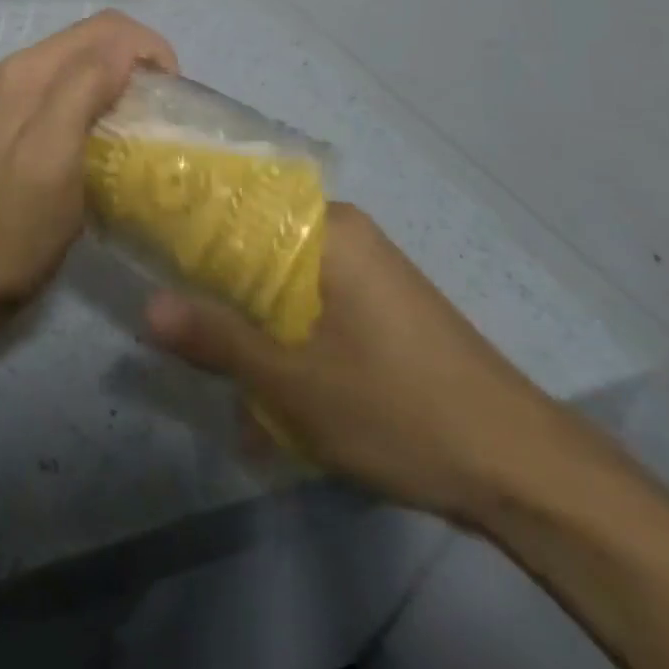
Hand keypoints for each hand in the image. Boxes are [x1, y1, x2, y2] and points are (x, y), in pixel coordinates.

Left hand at [0, 10, 177, 340]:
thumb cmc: (12, 227)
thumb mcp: (53, 156)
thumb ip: (83, 88)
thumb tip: (126, 48)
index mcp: (28, 71)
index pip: (106, 29)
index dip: (149, 50)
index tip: (173, 96)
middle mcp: (17, 73)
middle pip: (93, 42)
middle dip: (137, 63)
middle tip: (162, 112)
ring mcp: (10, 101)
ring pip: (81, 67)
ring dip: (119, 83)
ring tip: (141, 127)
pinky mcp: (11, 128)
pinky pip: (66, 95)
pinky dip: (97, 103)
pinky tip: (106, 141)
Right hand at [144, 202, 572, 522]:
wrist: (522, 468)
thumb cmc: (399, 409)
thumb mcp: (295, 384)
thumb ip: (218, 340)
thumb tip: (146, 306)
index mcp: (326, 230)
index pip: (237, 201)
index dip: (189, 222)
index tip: (149, 246)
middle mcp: (346, 233)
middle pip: (257, 239)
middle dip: (218, 281)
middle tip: (180, 319)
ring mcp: (369, 268)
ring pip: (283, 274)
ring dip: (251, 314)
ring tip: (222, 359)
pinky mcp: (382, 303)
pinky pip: (313, 298)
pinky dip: (286, 328)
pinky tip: (274, 376)